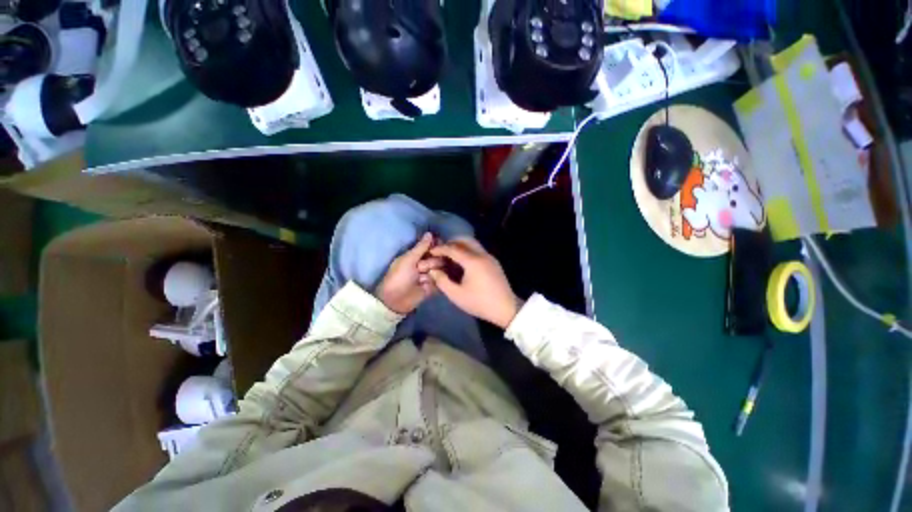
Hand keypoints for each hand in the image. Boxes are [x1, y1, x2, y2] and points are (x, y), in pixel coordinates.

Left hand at [375, 233, 443, 313]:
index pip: (432, 246)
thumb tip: (430, 233)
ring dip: (432, 272)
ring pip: (441, 269)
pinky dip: (436, 281)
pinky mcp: (434, 287)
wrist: (396, 300)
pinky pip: (441, 280)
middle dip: (431, 262)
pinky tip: (430, 283)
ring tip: (422, 279)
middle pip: (439, 257)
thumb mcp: (408, 259)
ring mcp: (430, 275)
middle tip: (420, 268)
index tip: (439, 244)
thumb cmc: (398, 276)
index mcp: (417, 255)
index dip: (436, 246)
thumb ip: (421, 247)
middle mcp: (425, 263)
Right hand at [428, 238, 520, 328]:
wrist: (506, 308)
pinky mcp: (494, 262)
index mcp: (473, 261)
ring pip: (473, 244)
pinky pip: (479, 250)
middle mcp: (482, 255)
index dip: (440, 249)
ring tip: (450, 256)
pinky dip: (468, 251)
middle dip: (451, 243)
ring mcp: (490, 257)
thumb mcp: (456, 295)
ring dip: (461, 246)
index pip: (453, 248)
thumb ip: (442, 281)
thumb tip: (433, 271)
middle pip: (465, 240)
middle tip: (441, 251)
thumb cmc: (479, 303)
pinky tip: (463, 263)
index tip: (431, 251)